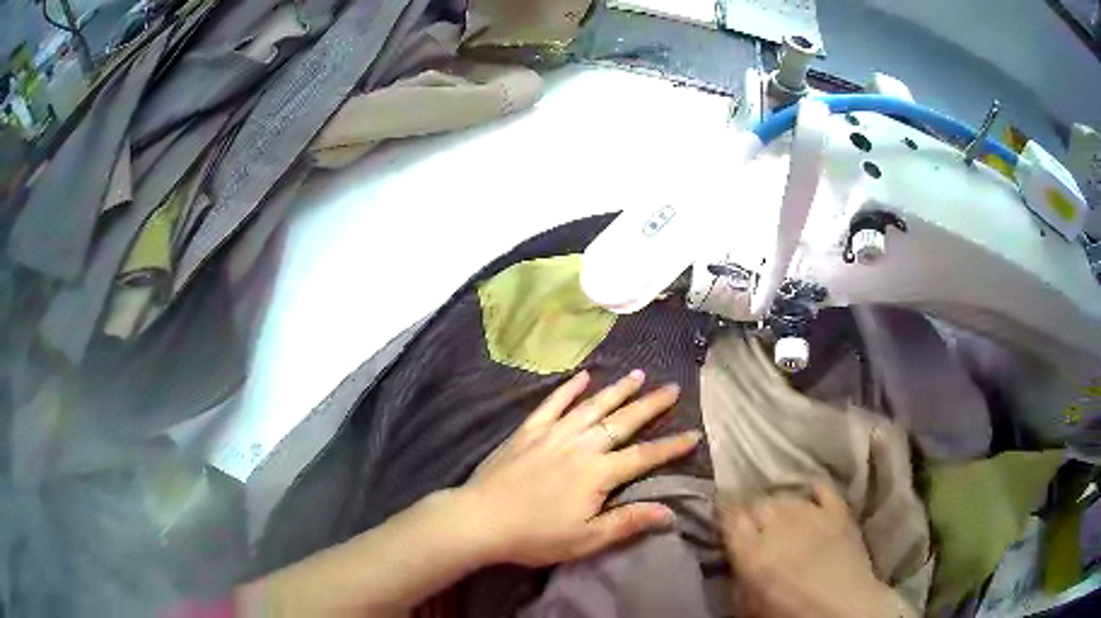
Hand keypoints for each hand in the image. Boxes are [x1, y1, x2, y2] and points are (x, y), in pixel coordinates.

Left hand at [459, 369, 701, 566]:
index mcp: (598, 473)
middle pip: (623, 421)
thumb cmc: (536, 536)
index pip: (644, 456)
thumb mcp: (587, 539)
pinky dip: (568, 389)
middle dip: (651, 404)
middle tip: (672, 388)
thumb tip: (670, 512)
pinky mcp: (528, 431)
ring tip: (637, 374)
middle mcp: (581, 445)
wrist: (481, 519)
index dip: (671, 446)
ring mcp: (553, 434)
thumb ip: (628, 522)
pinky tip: (582, 376)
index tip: (694, 434)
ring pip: (592, 406)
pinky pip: (552, 404)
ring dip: (617, 389)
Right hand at [721, 482, 911, 617]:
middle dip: (751, 511)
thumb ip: (736, 578)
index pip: (730, 515)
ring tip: (780, 517)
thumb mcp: (747, 607)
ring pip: (785, 494)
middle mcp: (779, 525)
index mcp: (752, 552)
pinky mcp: (838, 511)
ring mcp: (811, 514)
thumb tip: (734, 559)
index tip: (722, 516)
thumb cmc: (789, 615)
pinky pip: (821, 487)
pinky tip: (807, 497)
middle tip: (752, 526)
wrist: (844, 610)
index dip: (723, 512)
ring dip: (778, 504)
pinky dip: (811, 489)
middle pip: (757, 502)